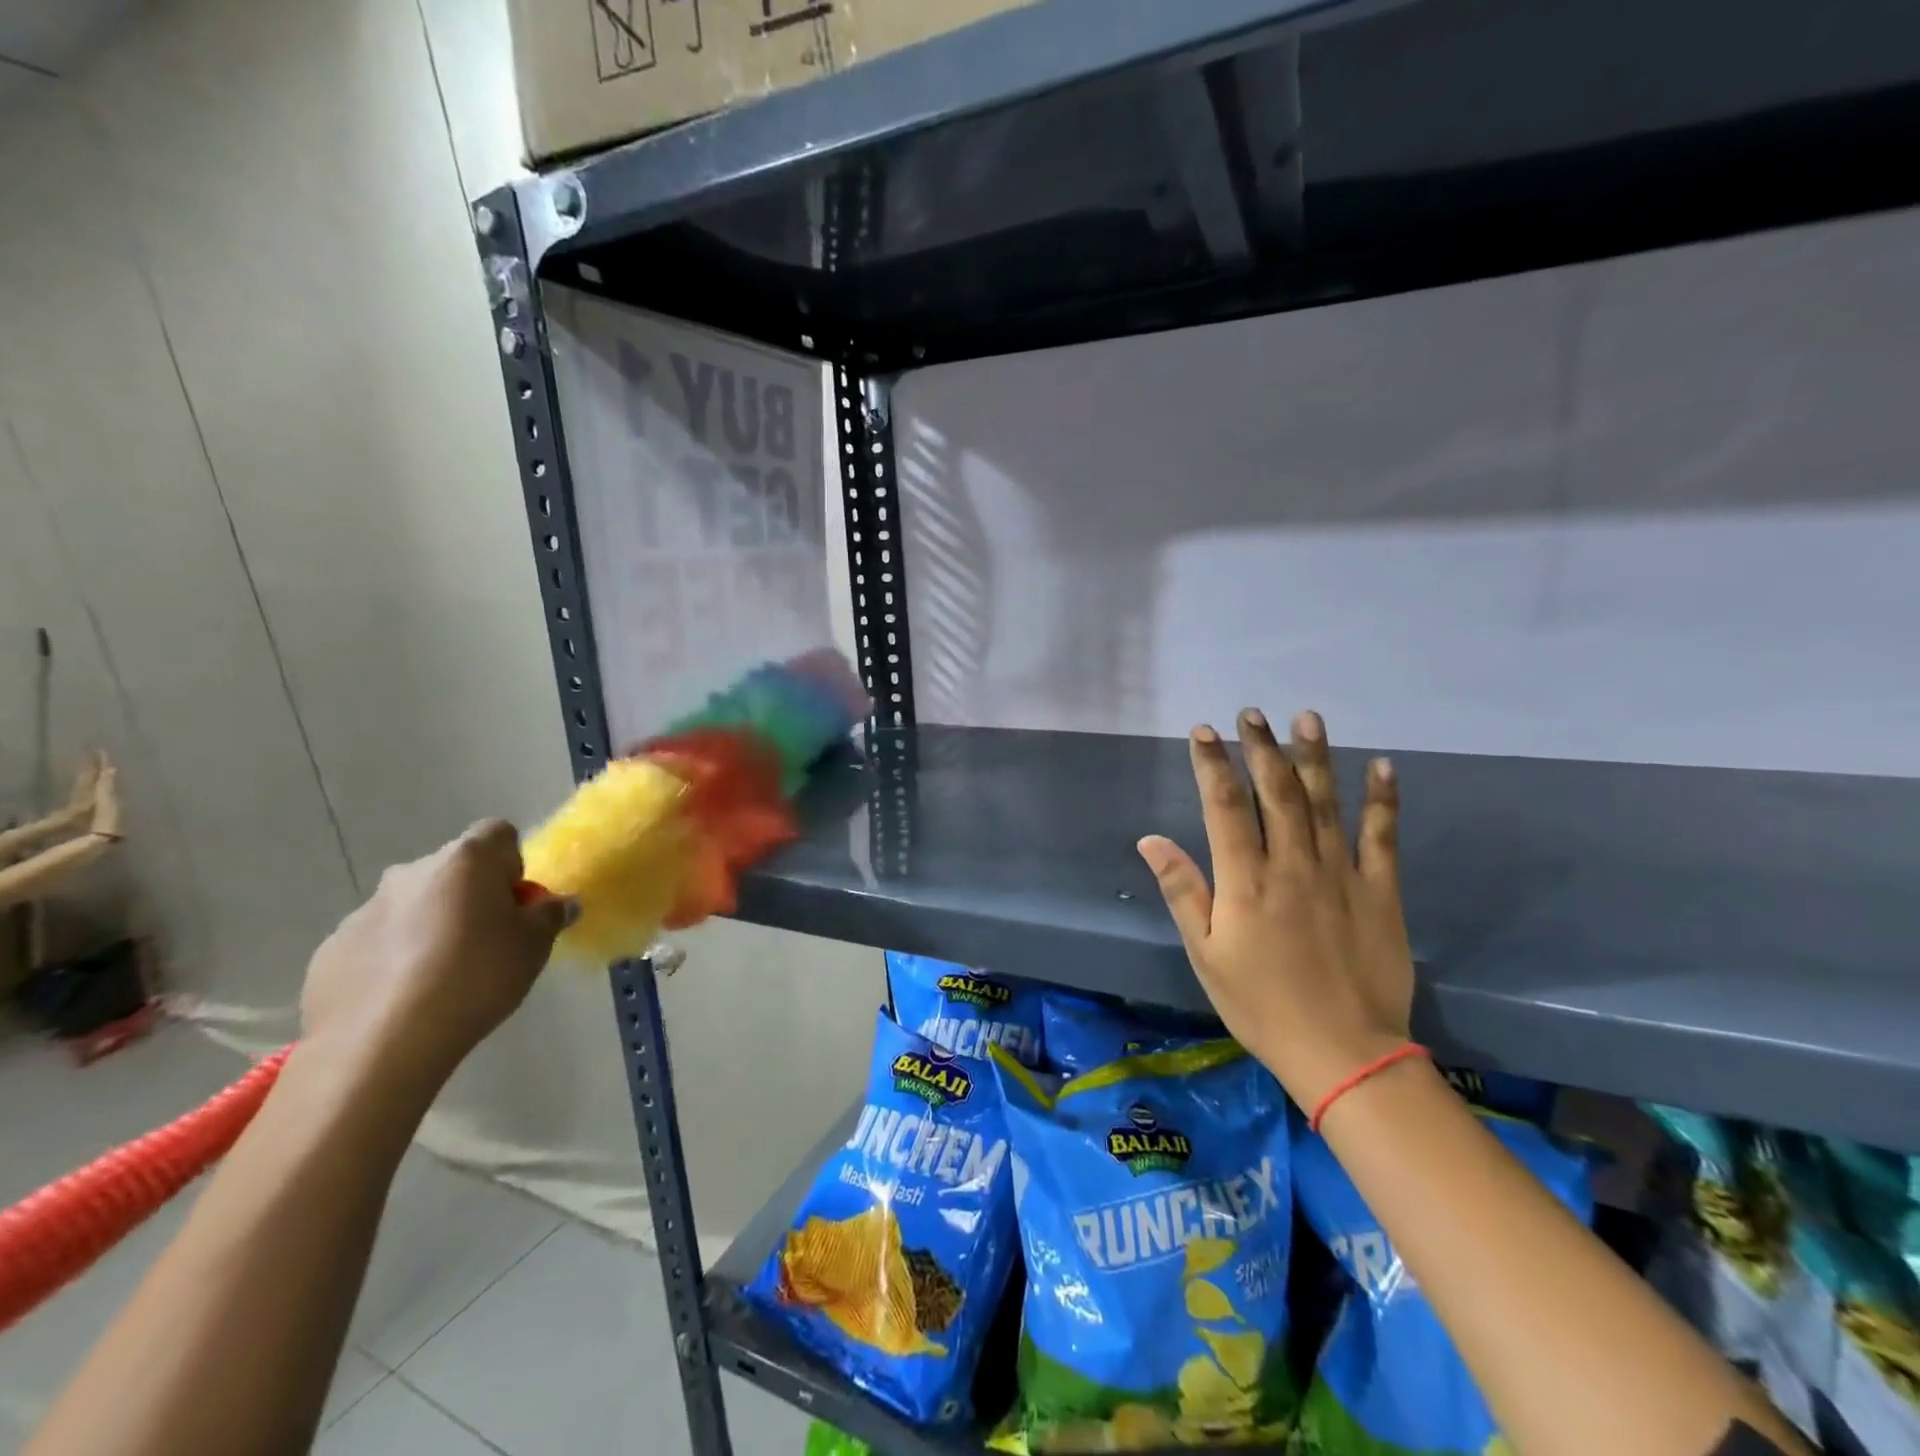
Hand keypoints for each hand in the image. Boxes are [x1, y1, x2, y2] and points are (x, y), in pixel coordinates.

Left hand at [301, 821, 575, 1084]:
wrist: (381, 1045)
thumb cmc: (476, 978)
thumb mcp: (534, 946)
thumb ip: (550, 916)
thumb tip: (560, 903)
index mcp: (466, 861)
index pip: (499, 834)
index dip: (512, 865)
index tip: (516, 905)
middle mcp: (411, 872)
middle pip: (454, 870)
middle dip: (471, 897)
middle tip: (488, 942)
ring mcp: (364, 910)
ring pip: (413, 906)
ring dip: (431, 926)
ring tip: (443, 977)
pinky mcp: (331, 950)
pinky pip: (377, 941)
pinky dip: (393, 958)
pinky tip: (404, 997)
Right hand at [1137, 710, 1413, 1109]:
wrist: (1345, 1053)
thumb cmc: (1261, 1005)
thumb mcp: (1206, 953)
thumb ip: (1182, 891)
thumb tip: (1151, 840)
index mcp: (1246, 880)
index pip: (1224, 806)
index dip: (1212, 764)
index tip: (1204, 731)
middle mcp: (1292, 864)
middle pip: (1275, 792)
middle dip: (1261, 748)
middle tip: (1252, 713)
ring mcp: (1340, 873)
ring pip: (1324, 802)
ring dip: (1314, 757)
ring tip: (1306, 718)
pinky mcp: (1380, 891)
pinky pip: (1382, 836)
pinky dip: (1382, 799)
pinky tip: (1381, 765)